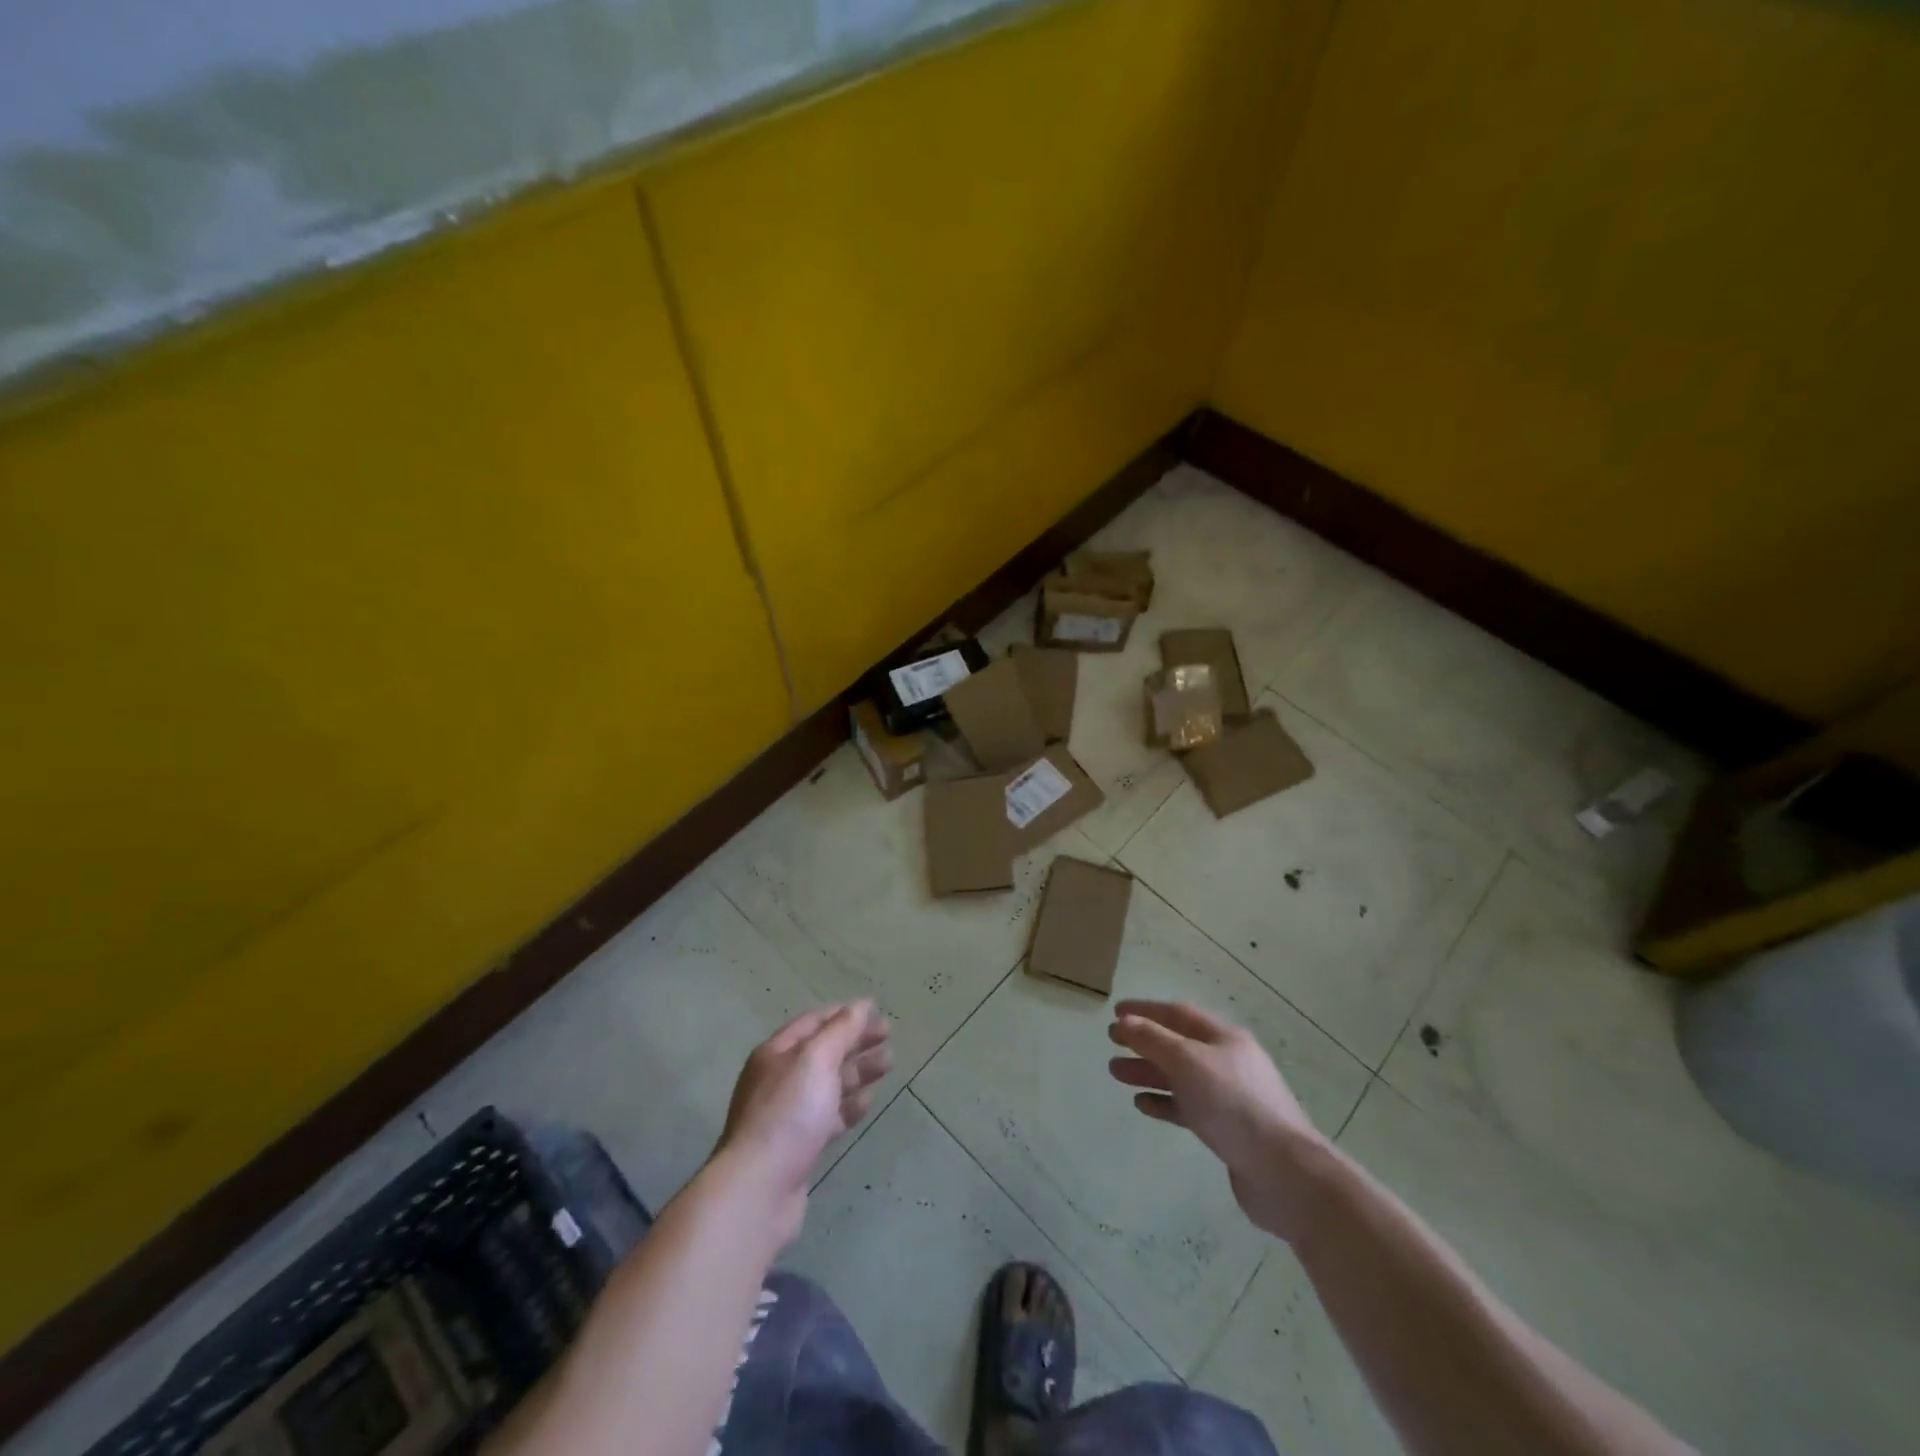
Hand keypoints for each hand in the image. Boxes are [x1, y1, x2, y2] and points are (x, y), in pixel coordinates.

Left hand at [714, 1001, 890, 1243]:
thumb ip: (841, 1030)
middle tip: (888, 1035)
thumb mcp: (816, 1060)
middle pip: (823, 1051)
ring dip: (859, 1070)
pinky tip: (869, 1102)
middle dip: (855, 1040)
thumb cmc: (788, 1113)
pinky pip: (830, 1116)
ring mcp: (789, 1114)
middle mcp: (780, 1079)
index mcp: (777, 1052)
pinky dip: (850, 1106)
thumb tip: (861, 1005)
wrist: (759, 1189)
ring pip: (830, 1083)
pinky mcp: (800, 1145)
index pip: (813, 1021)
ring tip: (888, 1063)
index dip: (844, 1013)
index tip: (876, 1010)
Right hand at [1108, 999, 1329, 1241]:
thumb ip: (1153, 1039)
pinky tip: (1142, 1104)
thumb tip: (1125, 1021)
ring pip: (1180, 1076)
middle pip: (1178, 1044)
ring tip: (1116, 1073)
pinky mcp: (1227, 1130)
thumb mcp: (1188, 1062)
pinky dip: (1164, 1102)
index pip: (1177, 1013)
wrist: (1284, 1173)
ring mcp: (1229, 1097)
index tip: (1115, 1012)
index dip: (1145, 1010)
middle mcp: (1227, 1061)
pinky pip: (1188, 1107)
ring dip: (1148, 1072)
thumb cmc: (1233, 1105)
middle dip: (1143, 1041)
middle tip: (1111, 1043)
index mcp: (1223, 1037)